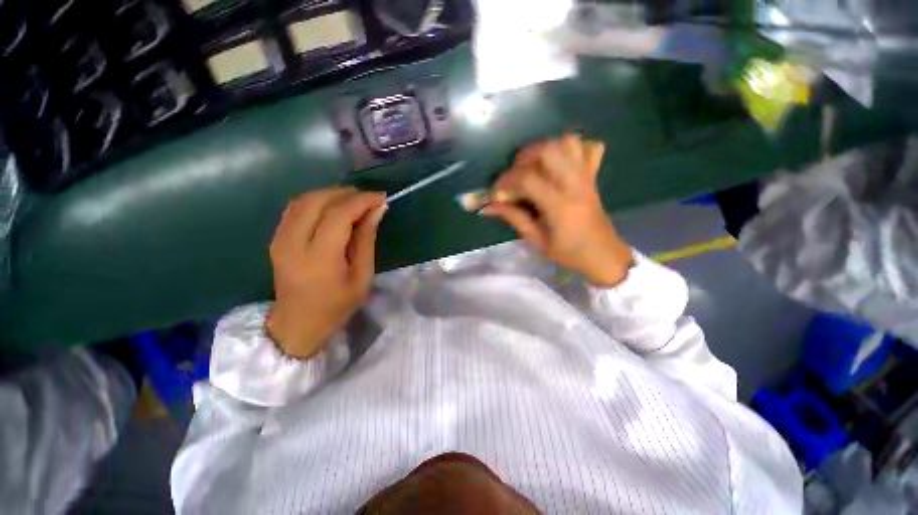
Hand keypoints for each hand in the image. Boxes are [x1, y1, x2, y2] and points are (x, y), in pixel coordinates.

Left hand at [266, 187, 386, 358]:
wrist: (297, 325)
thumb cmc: (336, 306)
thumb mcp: (362, 276)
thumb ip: (367, 239)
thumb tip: (378, 210)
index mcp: (319, 257)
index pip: (339, 214)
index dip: (361, 201)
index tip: (381, 197)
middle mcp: (293, 242)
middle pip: (317, 201)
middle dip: (346, 194)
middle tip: (368, 199)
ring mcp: (279, 238)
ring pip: (304, 200)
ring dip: (331, 194)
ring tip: (353, 201)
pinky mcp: (275, 238)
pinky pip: (295, 208)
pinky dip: (316, 201)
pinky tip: (332, 208)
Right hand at [481, 134, 633, 286]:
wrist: (603, 256)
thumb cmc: (568, 253)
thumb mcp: (536, 240)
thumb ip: (513, 218)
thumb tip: (488, 206)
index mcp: (560, 206)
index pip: (528, 179)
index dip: (506, 181)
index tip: (496, 191)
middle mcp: (575, 185)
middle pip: (550, 150)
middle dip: (525, 157)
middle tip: (515, 173)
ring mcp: (587, 178)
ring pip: (569, 143)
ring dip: (546, 148)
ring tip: (534, 165)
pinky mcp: (594, 176)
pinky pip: (590, 147)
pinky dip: (573, 149)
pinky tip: (560, 162)